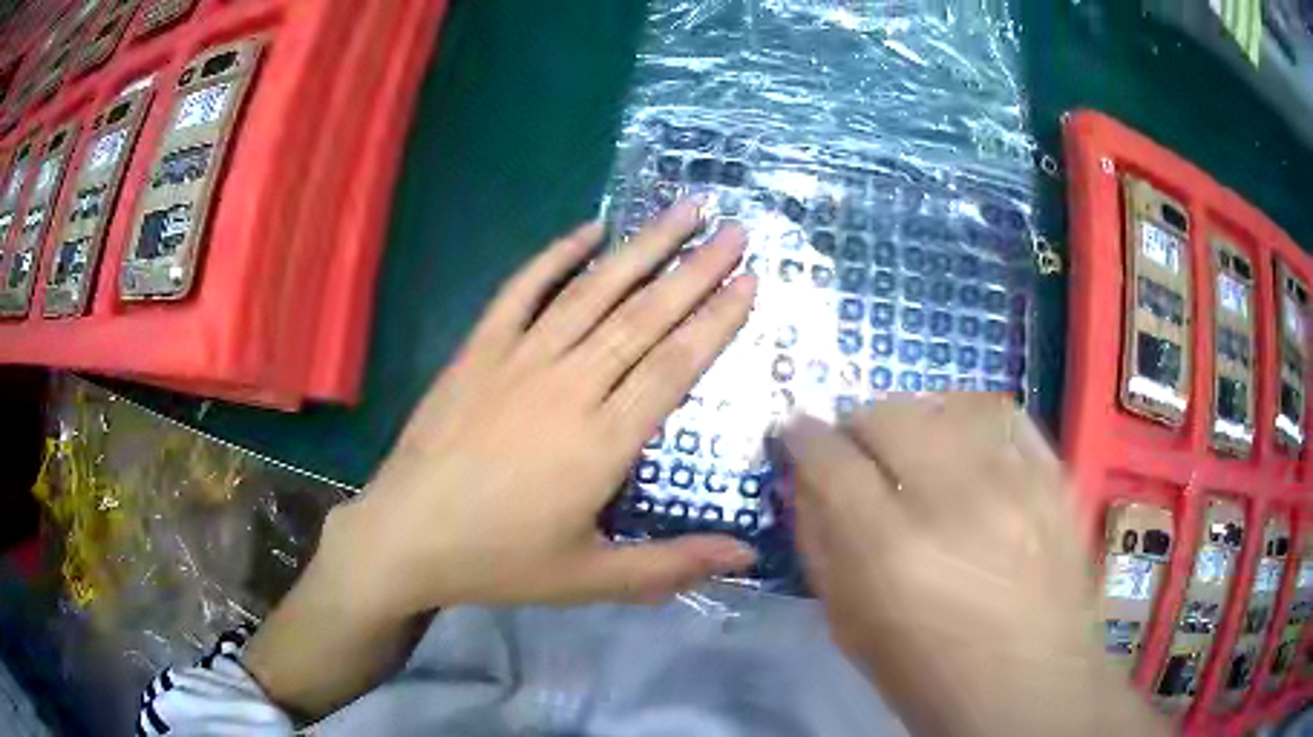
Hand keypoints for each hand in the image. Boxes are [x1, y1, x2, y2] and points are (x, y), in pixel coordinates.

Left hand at [245, 202, 758, 719]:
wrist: (405, 536)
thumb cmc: (499, 560)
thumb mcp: (589, 577)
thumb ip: (671, 565)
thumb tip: (747, 554)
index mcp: (601, 442)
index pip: (673, 366)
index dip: (716, 320)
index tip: (749, 280)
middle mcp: (567, 387)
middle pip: (642, 316)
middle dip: (694, 270)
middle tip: (733, 229)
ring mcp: (517, 360)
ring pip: (592, 292)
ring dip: (641, 247)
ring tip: (682, 211)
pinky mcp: (478, 351)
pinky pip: (521, 290)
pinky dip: (555, 255)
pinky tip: (589, 228)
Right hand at [781, 395, 1166, 736]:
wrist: (1030, 691)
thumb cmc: (930, 677)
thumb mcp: (851, 628)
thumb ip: (821, 545)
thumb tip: (807, 480)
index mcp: (892, 555)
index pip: (830, 461)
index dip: (803, 438)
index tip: (797, 434)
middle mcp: (956, 503)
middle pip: (890, 416)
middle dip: (857, 425)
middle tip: (857, 450)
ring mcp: (1017, 483)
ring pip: (948, 405)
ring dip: (915, 418)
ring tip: (912, 444)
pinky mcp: (1056, 477)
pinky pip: (1006, 416)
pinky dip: (972, 417)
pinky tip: (965, 440)